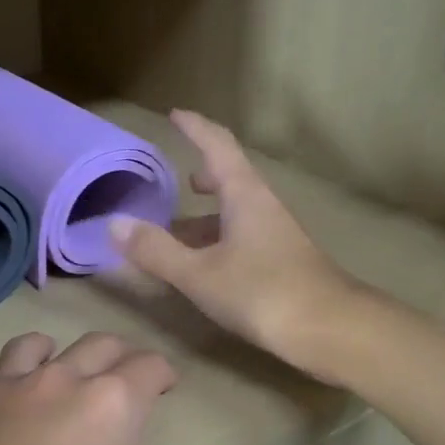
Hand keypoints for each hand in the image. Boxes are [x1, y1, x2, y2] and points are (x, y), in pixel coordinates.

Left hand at [0, 331, 244, 444]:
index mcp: (112, 403)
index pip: (149, 365)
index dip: (163, 373)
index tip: (167, 387)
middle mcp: (58, 380)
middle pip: (96, 344)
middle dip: (118, 356)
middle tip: (122, 379)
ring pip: (29, 347)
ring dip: (48, 354)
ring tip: (54, 375)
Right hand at [109, 110, 358, 372]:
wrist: (330, 330)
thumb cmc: (262, 292)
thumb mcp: (199, 273)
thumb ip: (156, 249)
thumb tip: (114, 223)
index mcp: (244, 194)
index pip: (217, 145)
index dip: (195, 127)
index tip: (174, 114)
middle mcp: (262, 206)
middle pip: (230, 177)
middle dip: (202, 174)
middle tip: (177, 181)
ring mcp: (275, 234)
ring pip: (235, 212)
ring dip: (206, 215)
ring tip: (176, 230)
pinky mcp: (281, 261)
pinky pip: (241, 237)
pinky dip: (216, 241)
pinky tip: (202, 265)